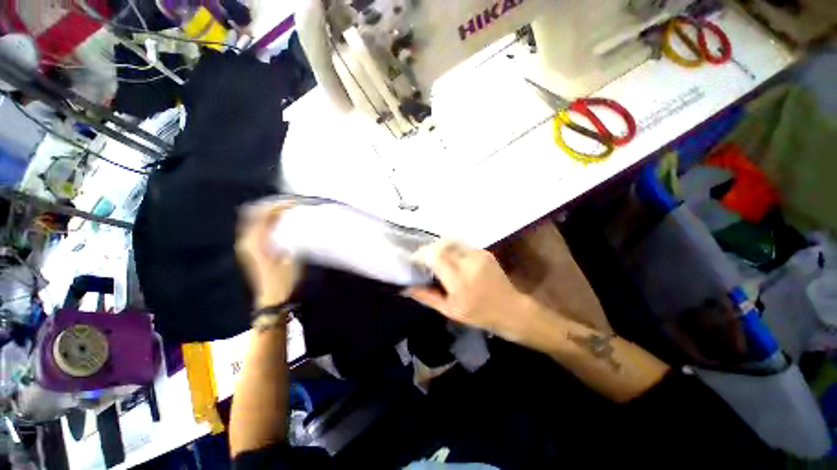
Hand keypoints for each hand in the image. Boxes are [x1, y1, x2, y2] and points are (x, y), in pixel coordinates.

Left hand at [236, 202, 299, 308]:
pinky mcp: (250, 250)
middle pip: (254, 214)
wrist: (272, 298)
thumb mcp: (289, 257)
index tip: (294, 202)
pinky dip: (266, 221)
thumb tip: (289, 219)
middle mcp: (247, 241)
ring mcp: (247, 245)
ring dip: (268, 213)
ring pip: (253, 220)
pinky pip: (255, 228)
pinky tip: (279, 223)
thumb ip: (286, 236)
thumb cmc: (284, 279)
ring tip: (286, 211)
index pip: (264, 215)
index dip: (279, 205)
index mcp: (256, 242)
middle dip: (271, 205)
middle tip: (289, 204)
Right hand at [406, 240, 537, 342]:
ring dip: (440, 248)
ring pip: (451, 242)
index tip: (414, 260)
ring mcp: (478, 254)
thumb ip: (427, 296)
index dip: (421, 254)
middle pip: (442, 244)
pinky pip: (462, 246)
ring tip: (436, 258)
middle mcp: (469, 262)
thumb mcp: (450, 310)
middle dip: (429, 249)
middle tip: (423, 259)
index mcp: (459, 280)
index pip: (435, 255)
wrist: (511, 309)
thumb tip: (406, 288)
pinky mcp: (484, 252)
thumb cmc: (479, 314)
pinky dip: (452, 249)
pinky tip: (451, 260)